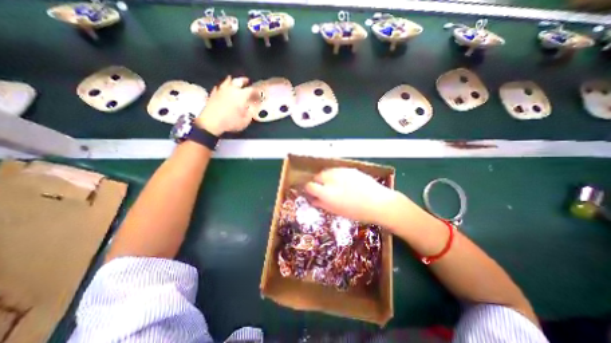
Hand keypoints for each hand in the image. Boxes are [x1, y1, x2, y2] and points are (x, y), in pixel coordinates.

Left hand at [198, 75, 254, 134]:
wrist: (210, 123)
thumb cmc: (230, 122)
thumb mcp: (245, 120)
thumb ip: (251, 112)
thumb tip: (253, 107)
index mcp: (241, 95)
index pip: (252, 90)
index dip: (257, 92)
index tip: (260, 94)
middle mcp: (231, 89)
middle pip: (239, 80)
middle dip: (245, 81)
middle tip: (248, 82)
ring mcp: (221, 90)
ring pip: (228, 81)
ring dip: (233, 81)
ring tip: (235, 82)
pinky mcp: (213, 93)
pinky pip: (219, 87)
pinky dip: (223, 87)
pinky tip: (223, 89)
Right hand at [303, 167, 399, 225]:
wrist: (379, 203)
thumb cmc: (357, 212)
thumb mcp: (337, 211)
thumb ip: (322, 204)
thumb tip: (313, 200)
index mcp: (327, 193)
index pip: (310, 186)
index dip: (309, 189)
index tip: (312, 192)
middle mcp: (331, 179)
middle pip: (317, 176)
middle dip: (318, 182)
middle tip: (324, 189)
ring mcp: (341, 172)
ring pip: (327, 171)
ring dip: (327, 177)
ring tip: (335, 185)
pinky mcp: (349, 168)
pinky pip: (337, 170)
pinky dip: (337, 175)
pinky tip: (345, 182)